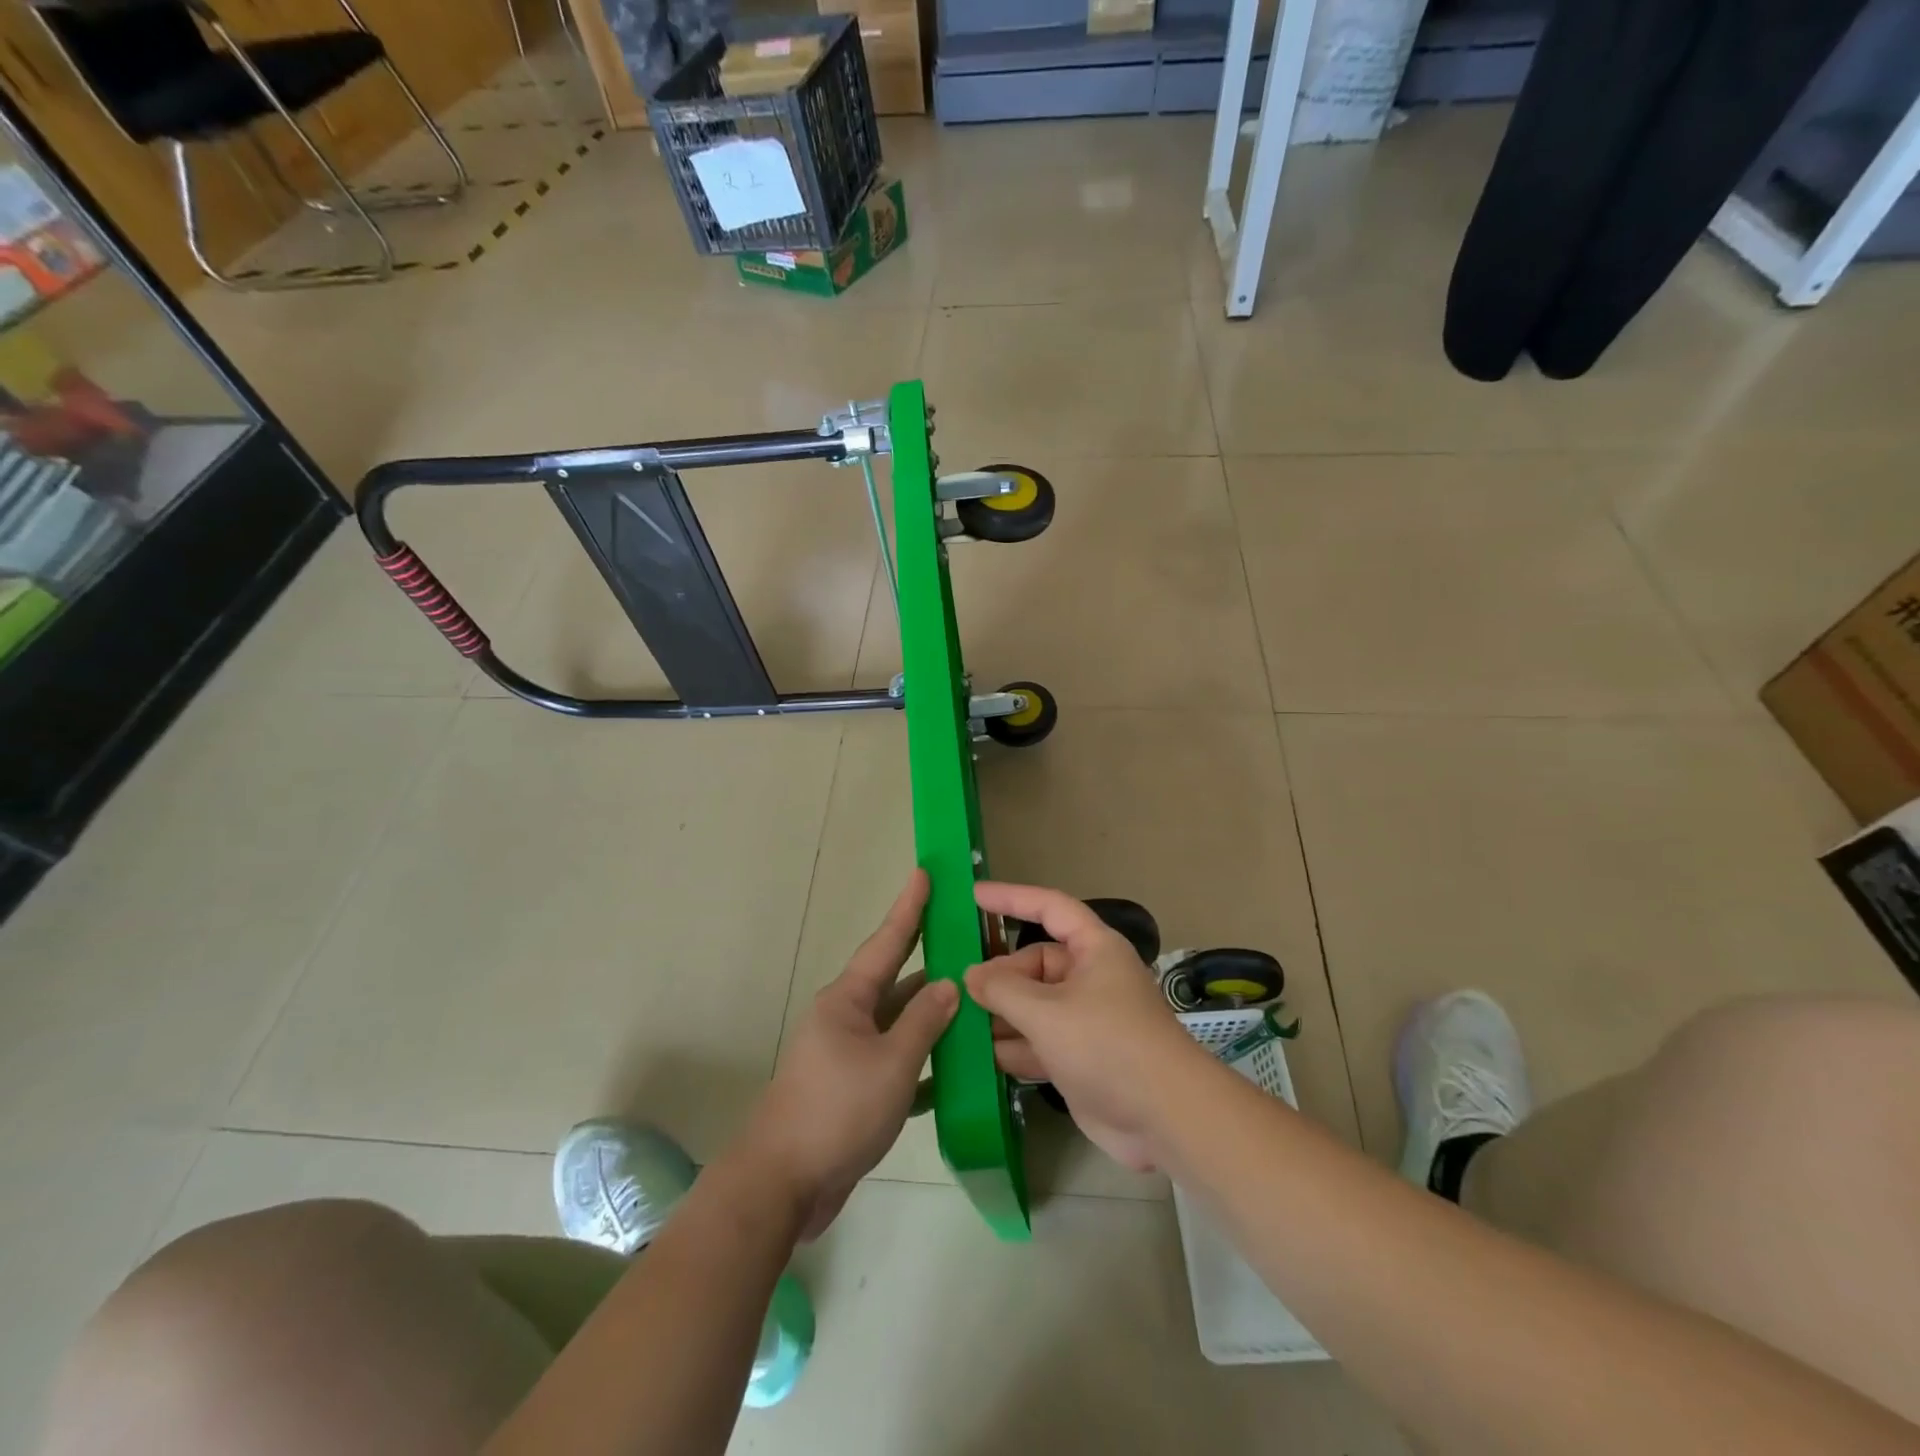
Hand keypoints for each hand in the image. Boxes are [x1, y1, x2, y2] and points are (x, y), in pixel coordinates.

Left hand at [743, 870, 957, 1239]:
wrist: (783, 1184)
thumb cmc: (837, 1111)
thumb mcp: (891, 1063)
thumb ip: (924, 1022)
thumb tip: (948, 984)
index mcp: (847, 1000)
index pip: (886, 942)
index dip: (908, 908)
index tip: (924, 874)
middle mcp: (845, 1018)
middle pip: (894, 980)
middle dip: (926, 958)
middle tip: (961, 933)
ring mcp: (847, 1055)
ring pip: (897, 1023)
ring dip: (930, 1016)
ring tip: (972, 999)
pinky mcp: (851, 1089)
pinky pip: (894, 1061)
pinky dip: (922, 1061)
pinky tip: (955, 1069)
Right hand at [965, 882, 1211, 1172]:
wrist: (1165, 1118)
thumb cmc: (1107, 1045)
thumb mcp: (1047, 1012)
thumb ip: (1003, 989)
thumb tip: (971, 975)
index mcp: (1093, 949)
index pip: (1049, 908)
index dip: (1012, 898)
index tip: (973, 895)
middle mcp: (1088, 978)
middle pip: (1033, 964)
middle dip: (998, 977)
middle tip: (957, 991)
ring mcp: (1083, 1020)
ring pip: (1032, 1005)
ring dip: (999, 1015)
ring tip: (955, 1021)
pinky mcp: (1078, 1058)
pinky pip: (1036, 1041)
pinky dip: (1011, 1047)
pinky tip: (978, 1057)